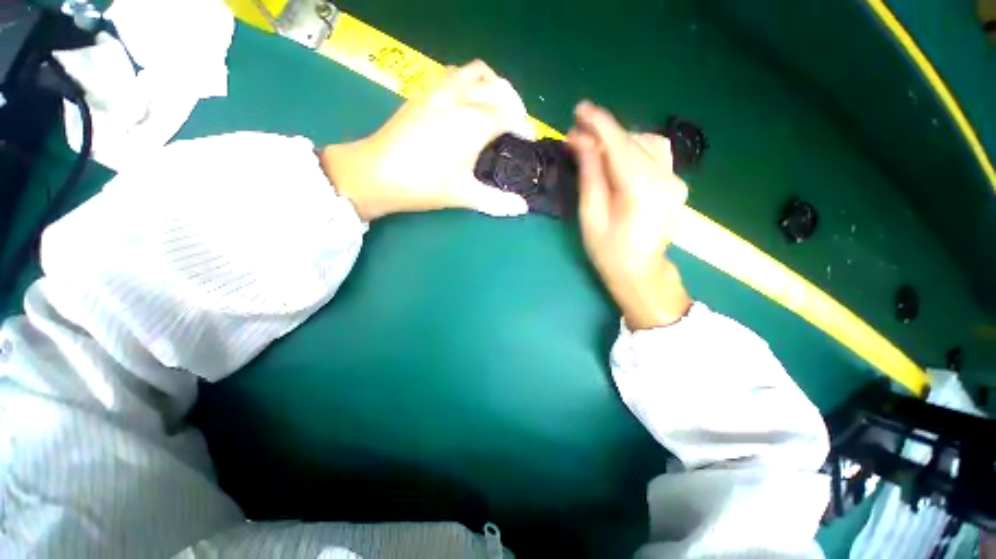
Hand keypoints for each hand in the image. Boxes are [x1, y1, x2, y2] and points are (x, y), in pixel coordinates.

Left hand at [319, 60, 531, 220]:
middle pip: (498, 88)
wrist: (376, 173)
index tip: (528, 140)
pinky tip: (468, 102)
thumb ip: (497, 201)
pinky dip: (471, 82)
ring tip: (497, 106)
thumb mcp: (464, 195)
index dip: (523, 126)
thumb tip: (522, 208)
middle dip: (514, 103)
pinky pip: (455, 74)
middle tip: (517, 125)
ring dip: (493, 85)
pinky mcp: (424, 93)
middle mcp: (460, 99)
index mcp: (474, 123)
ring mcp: (440, 91)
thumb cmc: (423, 185)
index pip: (509, 115)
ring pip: (476, 72)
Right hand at [567, 101, 691, 329]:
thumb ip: (590, 174)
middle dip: (604, 133)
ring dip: (620, 140)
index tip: (578, 109)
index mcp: (642, 190)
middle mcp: (665, 179)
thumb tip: (580, 140)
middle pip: (634, 141)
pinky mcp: (676, 184)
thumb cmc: (608, 251)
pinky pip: (656, 155)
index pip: (619, 145)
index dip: (598, 124)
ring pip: (648, 143)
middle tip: (577, 134)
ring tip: (596, 146)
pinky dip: (635, 149)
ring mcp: (676, 181)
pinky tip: (619, 157)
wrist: (640, 273)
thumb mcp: (591, 215)